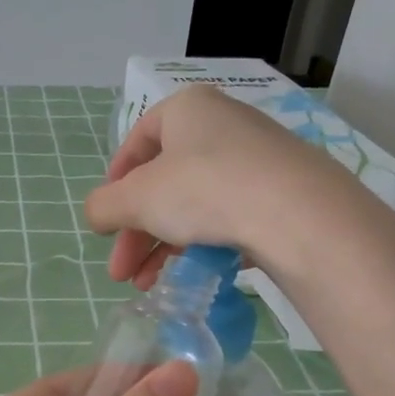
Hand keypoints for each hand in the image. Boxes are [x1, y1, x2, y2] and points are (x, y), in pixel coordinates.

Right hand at [84, 84, 363, 288]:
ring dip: (164, 247)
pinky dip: (204, 245)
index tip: (107, 220)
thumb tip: (96, 214)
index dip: (116, 182)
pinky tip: (193, 276)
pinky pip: (231, 216)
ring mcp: (258, 159)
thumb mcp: (138, 199)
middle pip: (165, 182)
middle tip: (122, 273)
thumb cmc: (205, 190)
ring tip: (150, 285)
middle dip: (137, 232)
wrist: (298, 214)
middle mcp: (223, 125)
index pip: (139, 140)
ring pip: (196, 204)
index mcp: (187, 109)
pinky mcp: (282, 193)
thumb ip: (105, 206)